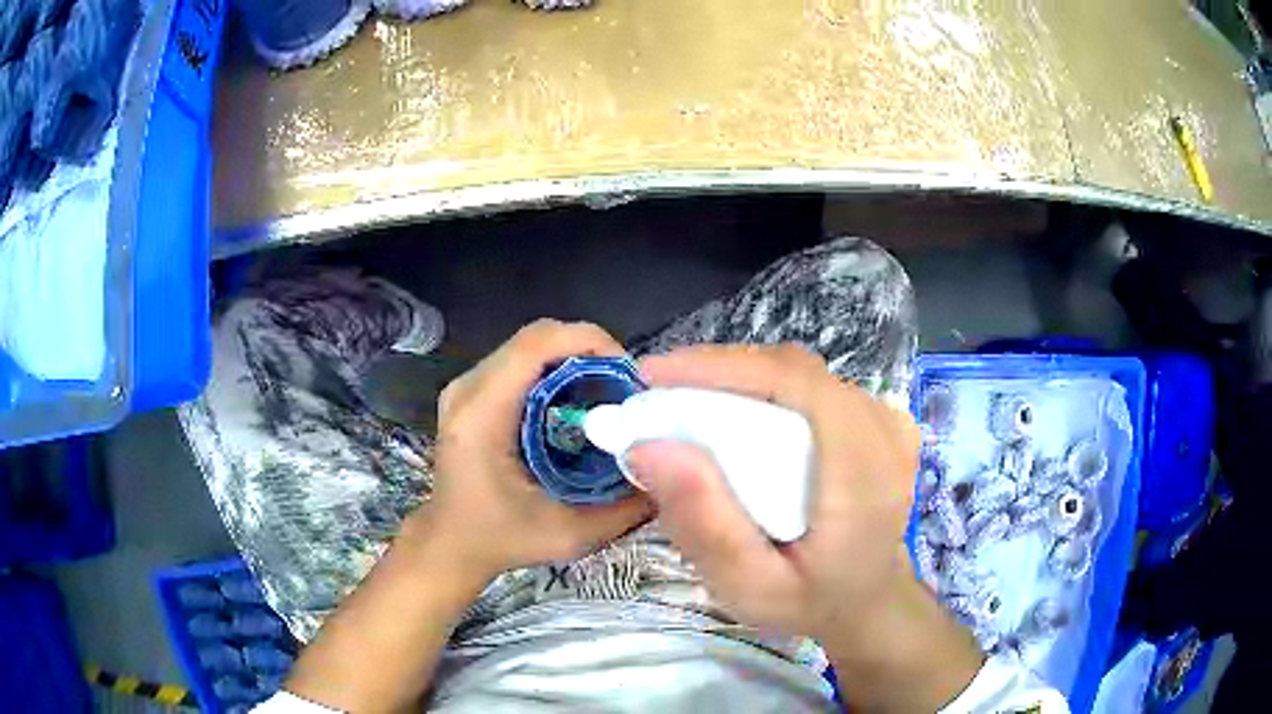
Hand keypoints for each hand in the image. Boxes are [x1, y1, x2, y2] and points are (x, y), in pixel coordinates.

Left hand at [412, 319, 650, 586]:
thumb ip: (624, 509)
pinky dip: (557, 372)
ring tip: (607, 394)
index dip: (588, 342)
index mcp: (482, 414)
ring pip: (530, 346)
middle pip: (536, 337)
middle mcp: (469, 389)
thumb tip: (670, 473)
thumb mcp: (568, 534)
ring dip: (574, 360)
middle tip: (625, 387)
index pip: (536, 345)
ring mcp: (467, 387)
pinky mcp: (472, 393)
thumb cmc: (501, 540)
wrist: (451, 544)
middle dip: (589, 351)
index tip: (628, 374)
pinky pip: (521, 363)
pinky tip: (578, 403)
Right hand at [627, 344, 980, 711]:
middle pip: (791, 370)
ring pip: (799, 373)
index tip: (654, 377)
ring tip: (684, 401)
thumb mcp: (748, 585)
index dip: (721, 367)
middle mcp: (883, 430)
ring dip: (738, 380)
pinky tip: (732, 411)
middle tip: (658, 395)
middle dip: (718, 372)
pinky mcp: (878, 418)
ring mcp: (886, 419)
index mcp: (863, 470)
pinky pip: (812, 386)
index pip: (793, 382)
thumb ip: (706, 525)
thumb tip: (650, 448)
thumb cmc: (810, 601)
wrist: (868, 601)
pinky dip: (764, 389)